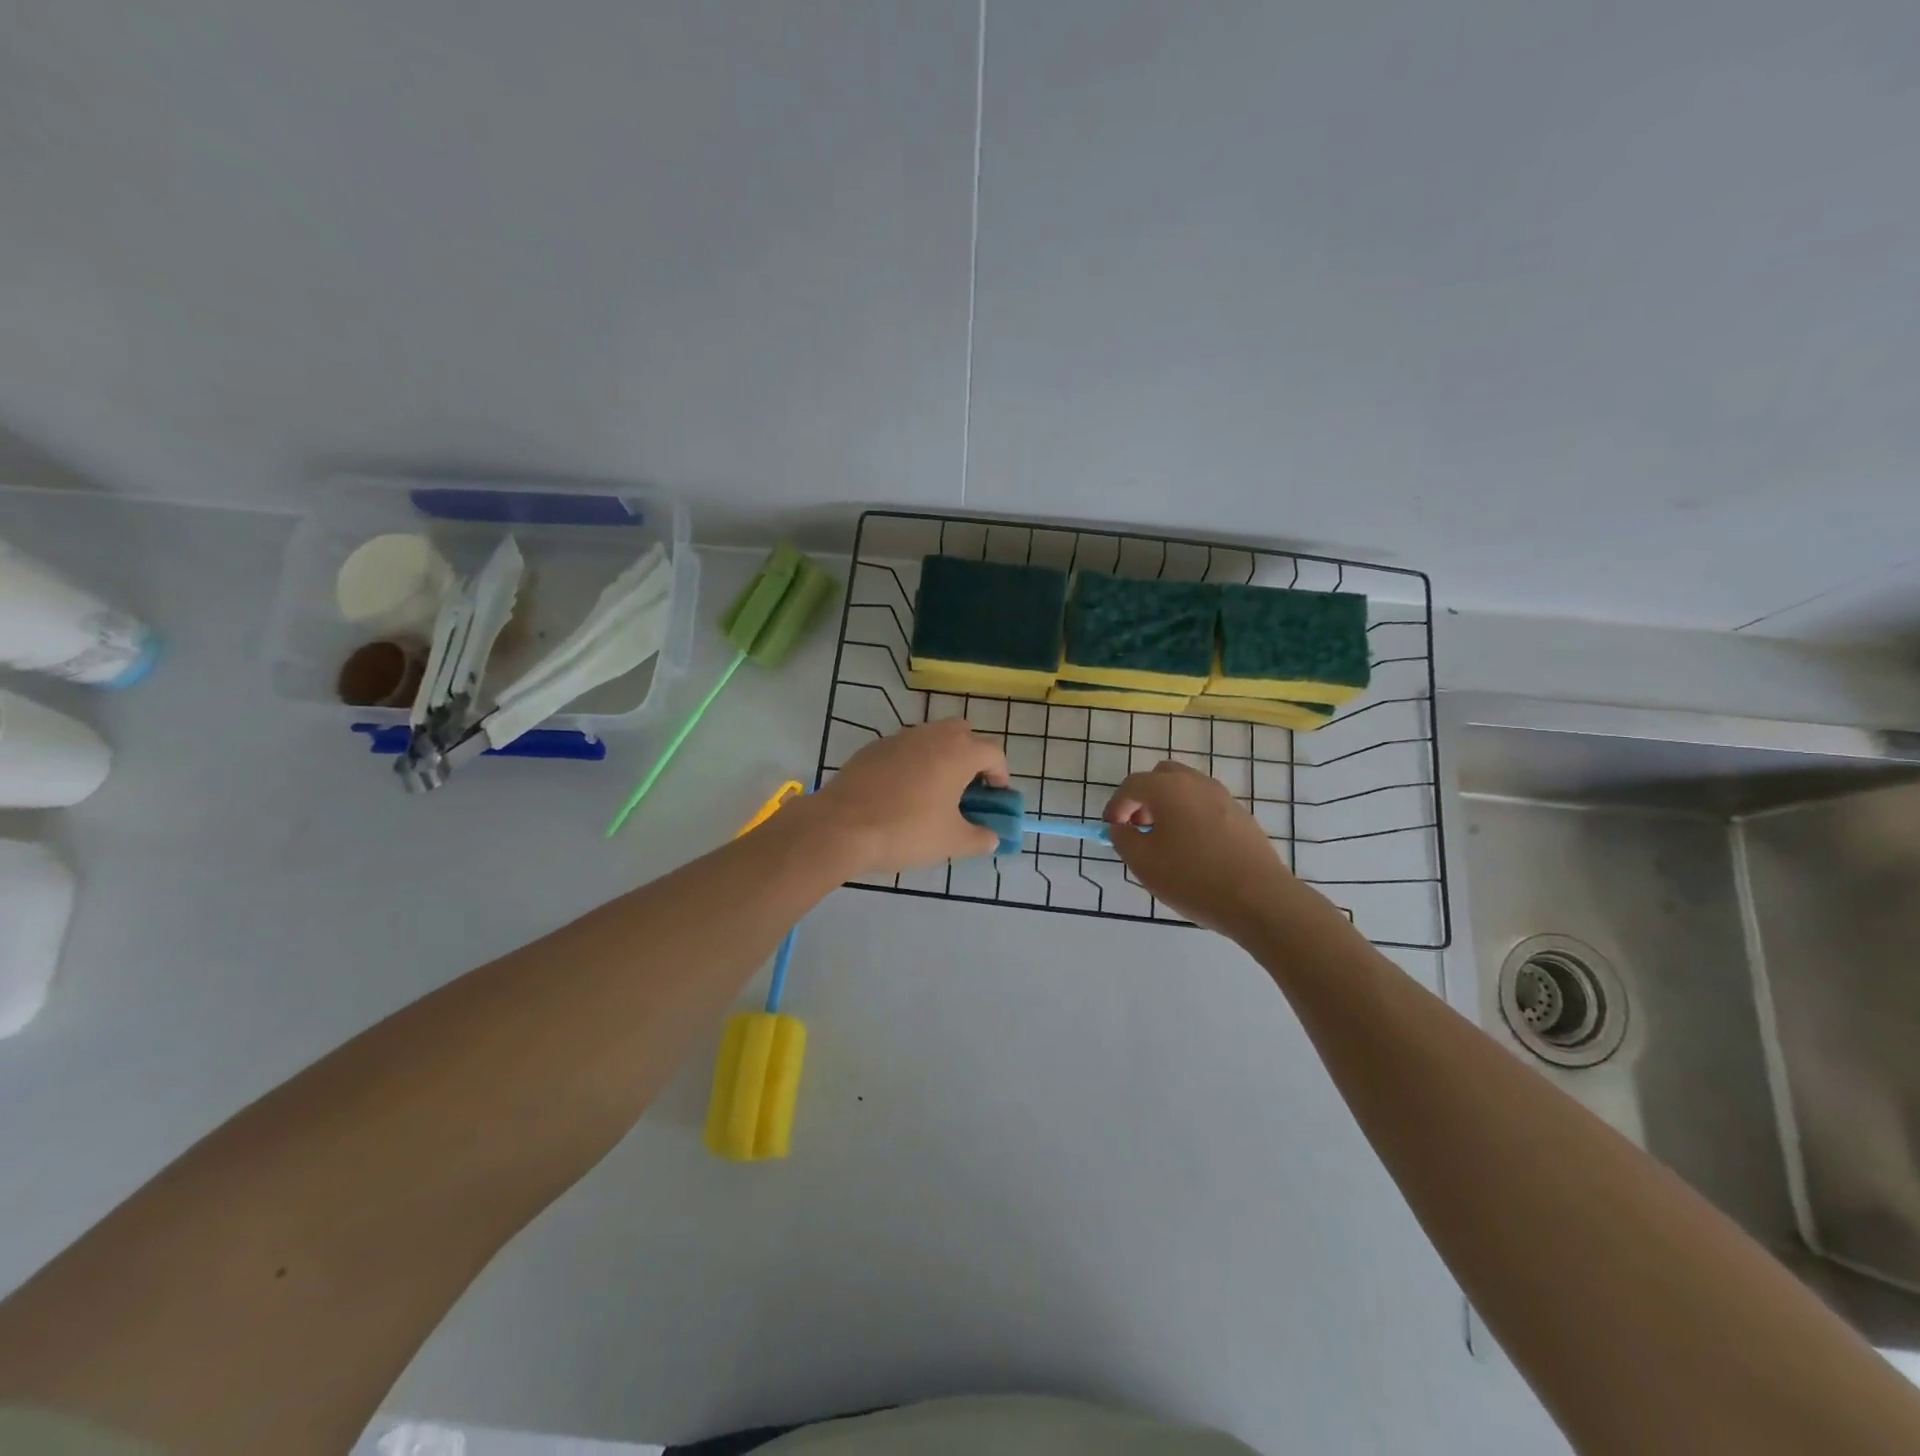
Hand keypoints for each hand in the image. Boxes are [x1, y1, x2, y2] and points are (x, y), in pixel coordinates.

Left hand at [809, 719, 1008, 875]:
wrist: (841, 826)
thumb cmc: (906, 830)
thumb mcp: (951, 842)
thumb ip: (980, 838)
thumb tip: (991, 838)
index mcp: (959, 752)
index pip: (994, 752)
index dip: (1001, 775)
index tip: (995, 798)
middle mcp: (932, 735)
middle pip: (964, 734)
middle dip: (972, 757)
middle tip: (968, 789)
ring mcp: (899, 738)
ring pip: (932, 737)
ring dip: (941, 757)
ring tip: (935, 792)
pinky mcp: (873, 747)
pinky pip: (904, 749)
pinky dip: (913, 763)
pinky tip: (901, 793)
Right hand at [1104, 760, 1311, 939]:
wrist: (1259, 899)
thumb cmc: (1193, 878)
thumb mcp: (1143, 863)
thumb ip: (1123, 839)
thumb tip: (1121, 828)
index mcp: (1168, 788)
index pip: (1132, 785)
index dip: (1116, 805)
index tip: (1112, 828)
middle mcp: (1197, 783)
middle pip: (1162, 776)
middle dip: (1144, 797)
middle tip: (1139, 826)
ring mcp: (1224, 797)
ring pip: (1187, 789)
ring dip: (1169, 805)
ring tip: (1166, 840)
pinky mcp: (1243, 816)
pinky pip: (1206, 806)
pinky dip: (1191, 816)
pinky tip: (1194, 850)